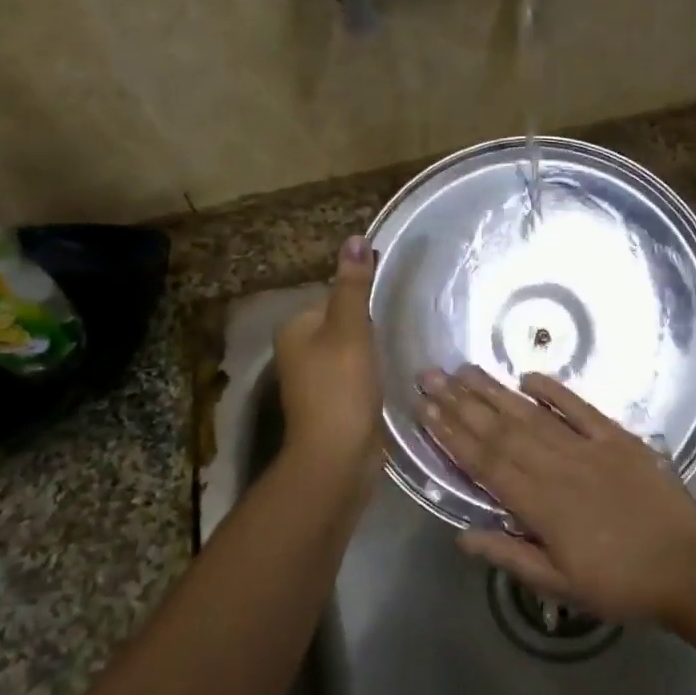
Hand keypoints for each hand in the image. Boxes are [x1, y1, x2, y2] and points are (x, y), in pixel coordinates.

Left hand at [275, 236, 381, 486]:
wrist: (338, 456)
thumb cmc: (341, 387)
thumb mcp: (351, 329)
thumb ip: (354, 286)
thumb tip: (355, 238)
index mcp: (294, 328)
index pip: (333, 296)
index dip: (363, 300)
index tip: (390, 307)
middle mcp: (298, 351)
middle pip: (343, 322)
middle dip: (370, 325)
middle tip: (400, 328)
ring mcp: (314, 378)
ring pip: (351, 349)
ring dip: (373, 349)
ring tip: (400, 350)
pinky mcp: (333, 400)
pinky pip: (356, 373)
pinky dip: (373, 372)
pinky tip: (392, 375)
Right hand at [416, 367, 695, 623]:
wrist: (689, 569)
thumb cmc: (620, 584)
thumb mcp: (560, 584)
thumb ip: (510, 556)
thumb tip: (461, 534)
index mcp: (539, 504)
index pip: (484, 462)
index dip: (451, 434)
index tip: (424, 409)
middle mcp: (557, 467)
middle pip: (500, 430)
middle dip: (461, 402)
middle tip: (430, 375)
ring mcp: (588, 448)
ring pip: (531, 415)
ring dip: (494, 391)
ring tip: (464, 369)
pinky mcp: (618, 439)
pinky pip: (581, 409)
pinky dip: (554, 391)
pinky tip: (528, 376)